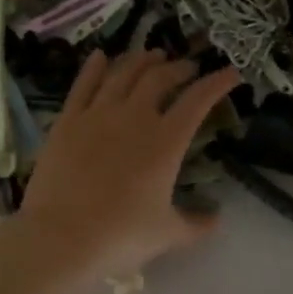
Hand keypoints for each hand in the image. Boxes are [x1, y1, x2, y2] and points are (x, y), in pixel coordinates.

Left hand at [10, 49, 241, 279]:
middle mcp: (134, 117)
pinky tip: (101, 57)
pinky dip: (95, 67)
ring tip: (152, 56)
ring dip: (141, 61)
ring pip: (123, 73)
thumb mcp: (167, 234)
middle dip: (178, 68)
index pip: (198, 100)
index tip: (231, 74)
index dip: (217, 83)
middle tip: (187, 68)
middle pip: (160, 78)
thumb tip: (216, 219)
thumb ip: (196, 223)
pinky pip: (83, 85)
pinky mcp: (67, 122)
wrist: (61, 238)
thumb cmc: (121, 236)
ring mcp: (97, 115)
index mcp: (166, 141)